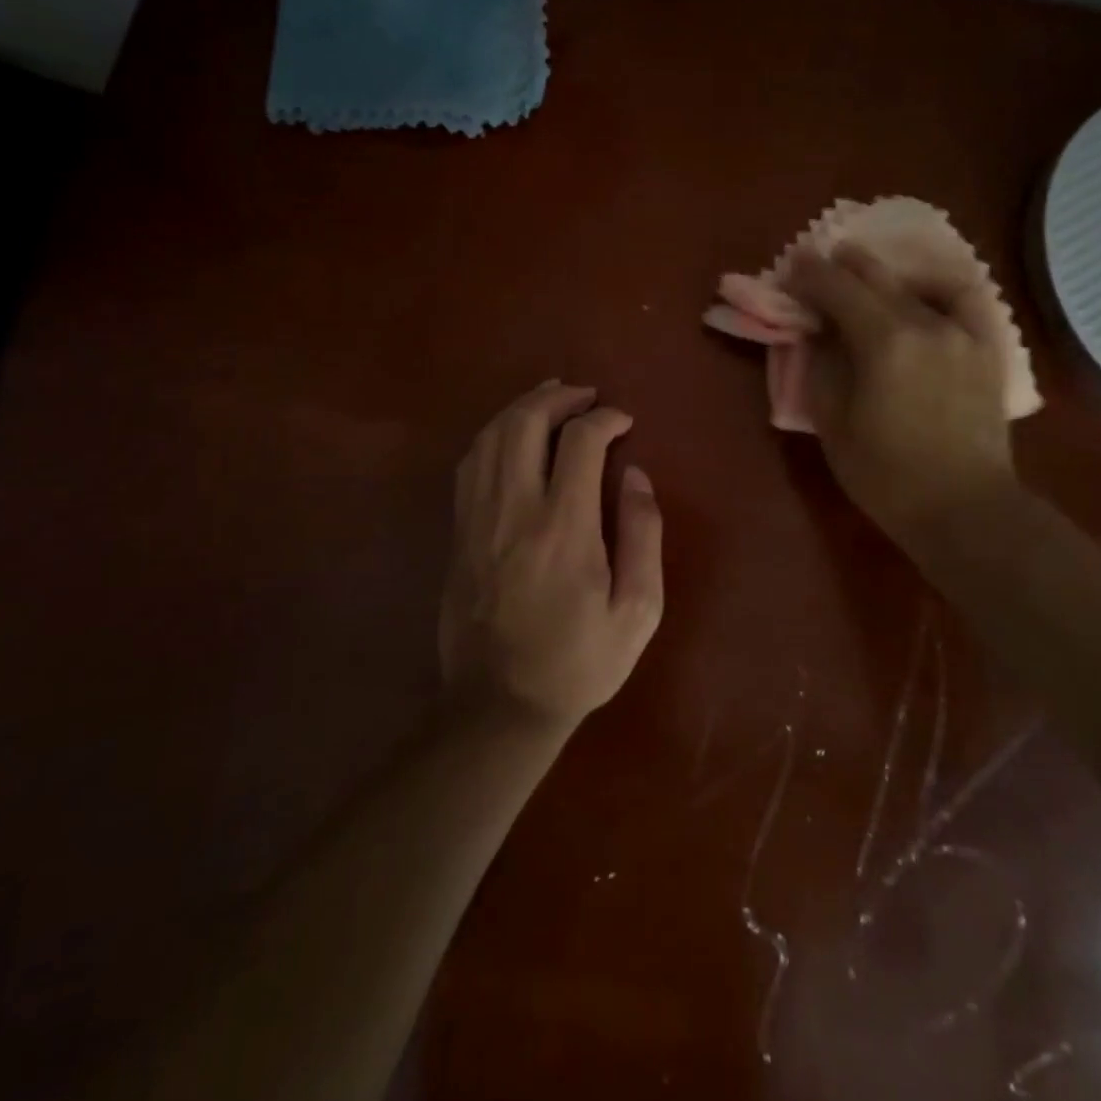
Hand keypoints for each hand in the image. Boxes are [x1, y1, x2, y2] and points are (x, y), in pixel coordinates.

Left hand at [438, 381, 664, 732]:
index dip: (605, 418)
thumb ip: (642, 535)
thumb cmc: (579, 661)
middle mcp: (514, 510)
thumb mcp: (637, 611)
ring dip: (521, 408)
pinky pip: (469, 464)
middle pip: (525, 424)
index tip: (624, 421)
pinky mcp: (458, 532)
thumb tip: (635, 476)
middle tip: (585, 395)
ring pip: (491, 437)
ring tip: (549, 398)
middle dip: (558, 398)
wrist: (499, 705)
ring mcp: (478, 519)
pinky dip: (492, 436)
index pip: (580, 442)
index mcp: (564, 527)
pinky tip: (509, 435)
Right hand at [788, 246, 1020, 548]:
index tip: (791, 266)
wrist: (963, 508)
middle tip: (818, 262)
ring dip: (882, 273)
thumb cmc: (886, 475)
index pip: (837, 289)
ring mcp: (963, 331)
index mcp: (883, 342)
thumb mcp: (833, 423)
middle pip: (876, 277)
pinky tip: (920, 290)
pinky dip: (934, 285)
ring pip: (916, 283)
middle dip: (841, 266)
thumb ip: (821, 366)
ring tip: (862, 271)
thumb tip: (816, 332)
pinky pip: (961, 298)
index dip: (810, 274)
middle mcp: (926, 322)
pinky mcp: (986, 346)